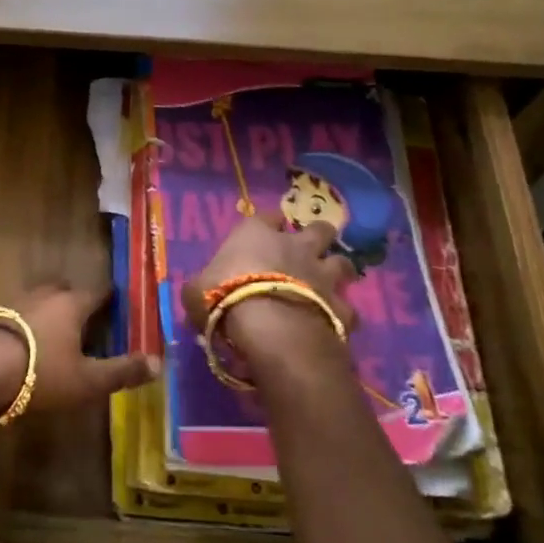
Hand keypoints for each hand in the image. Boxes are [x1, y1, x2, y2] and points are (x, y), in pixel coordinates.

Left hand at [0, 283, 158, 424]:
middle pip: (65, 290)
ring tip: (56, 334)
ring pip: (39, 300)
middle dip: (76, 301)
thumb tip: (159, 362)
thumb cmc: (41, 374)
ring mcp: (14, 303)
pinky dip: (26, 325)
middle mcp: (44, 295)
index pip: (98, 292)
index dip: (110, 299)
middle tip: (86, 321)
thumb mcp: (88, 381)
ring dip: (49, 312)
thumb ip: (122, 371)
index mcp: (72, 304)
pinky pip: (17, 315)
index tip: (118, 305)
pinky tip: (26, 345)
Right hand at [180, 213, 356, 377]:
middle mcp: (295, 246)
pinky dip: (342, 315)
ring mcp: (322, 275)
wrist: (269, 326)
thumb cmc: (224, 296)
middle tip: (311, 250)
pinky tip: (335, 324)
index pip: (267, 216)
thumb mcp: (195, 291)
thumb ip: (202, 286)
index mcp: (256, 234)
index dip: (268, 223)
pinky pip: (348, 309)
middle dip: (319, 236)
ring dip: (338, 272)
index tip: (267, 230)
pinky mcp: (341, 307)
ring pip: (344, 263)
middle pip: (319, 229)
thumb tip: (200, 293)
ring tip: (331, 285)